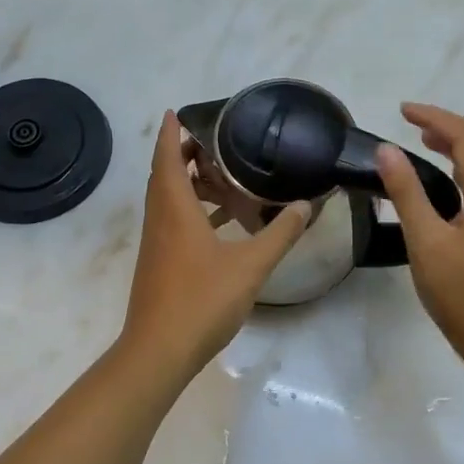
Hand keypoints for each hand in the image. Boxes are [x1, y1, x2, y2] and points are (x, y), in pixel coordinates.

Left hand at [118, 112, 309, 379]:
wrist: (158, 351)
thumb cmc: (201, 300)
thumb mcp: (250, 265)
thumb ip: (279, 233)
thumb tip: (306, 205)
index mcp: (175, 208)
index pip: (168, 157)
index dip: (170, 133)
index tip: (176, 111)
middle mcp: (160, 218)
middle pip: (165, 174)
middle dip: (183, 153)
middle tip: (213, 140)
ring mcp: (156, 242)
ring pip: (168, 198)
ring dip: (188, 182)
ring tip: (222, 174)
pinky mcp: (159, 261)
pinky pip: (172, 220)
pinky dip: (191, 209)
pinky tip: (219, 222)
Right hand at [375, 103, 463, 366]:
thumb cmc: (463, 294)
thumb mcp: (426, 242)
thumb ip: (406, 193)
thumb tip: (387, 150)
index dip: (435, 118)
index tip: (402, 111)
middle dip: (450, 125)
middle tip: (413, 122)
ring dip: (460, 143)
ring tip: (424, 142)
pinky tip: (445, 180)